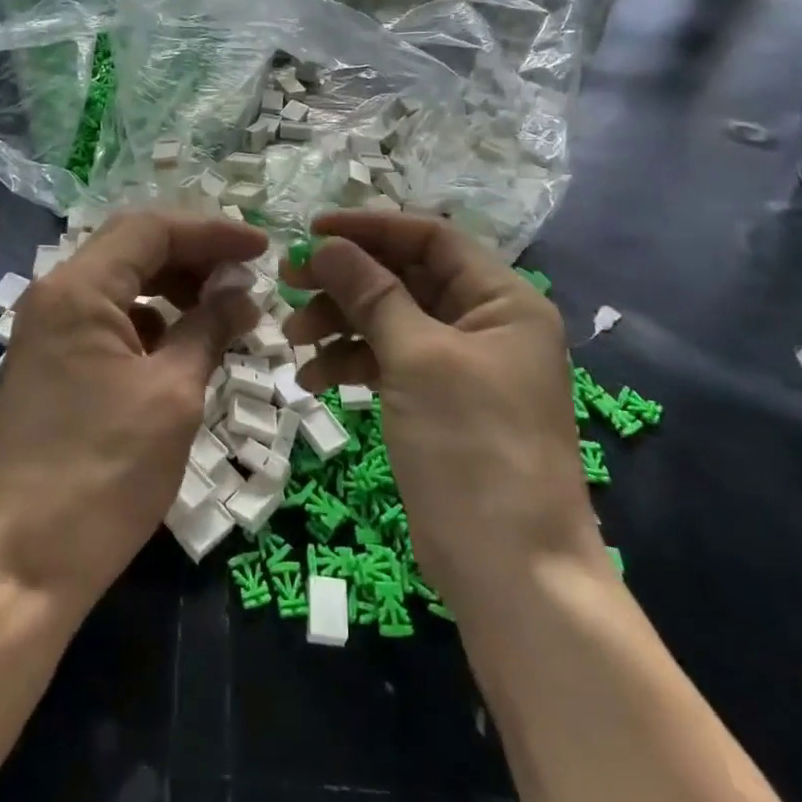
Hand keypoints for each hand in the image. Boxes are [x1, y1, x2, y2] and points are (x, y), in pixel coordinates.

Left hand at [0, 211, 265, 613]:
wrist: (25, 563)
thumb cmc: (106, 472)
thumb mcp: (173, 394)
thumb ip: (209, 327)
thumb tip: (242, 292)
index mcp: (78, 289)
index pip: (151, 230)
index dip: (212, 232)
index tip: (261, 249)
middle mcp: (55, 296)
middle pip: (133, 249)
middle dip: (194, 256)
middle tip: (245, 277)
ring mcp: (47, 331)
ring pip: (121, 284)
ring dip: (174, 288)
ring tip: (223, 310)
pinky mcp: (51, 364)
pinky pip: (108, 320)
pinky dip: (151, 321)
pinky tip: (184, 345)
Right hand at [280, 212, 600, 608]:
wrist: (512, 573)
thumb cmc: (473, 448)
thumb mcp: (417, 359)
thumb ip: (371, 293)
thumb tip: (326, 244)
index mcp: (502, 301)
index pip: (431, 238)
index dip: (371, 227)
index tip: (312, 229)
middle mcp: (485, 324)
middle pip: (405, 277)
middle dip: (347, 279)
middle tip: (288, 281)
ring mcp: (461, 366)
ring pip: (390, 319)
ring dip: (341, 322)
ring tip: (293, 336)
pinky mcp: (438, 402)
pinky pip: (389, 362)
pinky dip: (351, 363)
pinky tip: (312, 377)